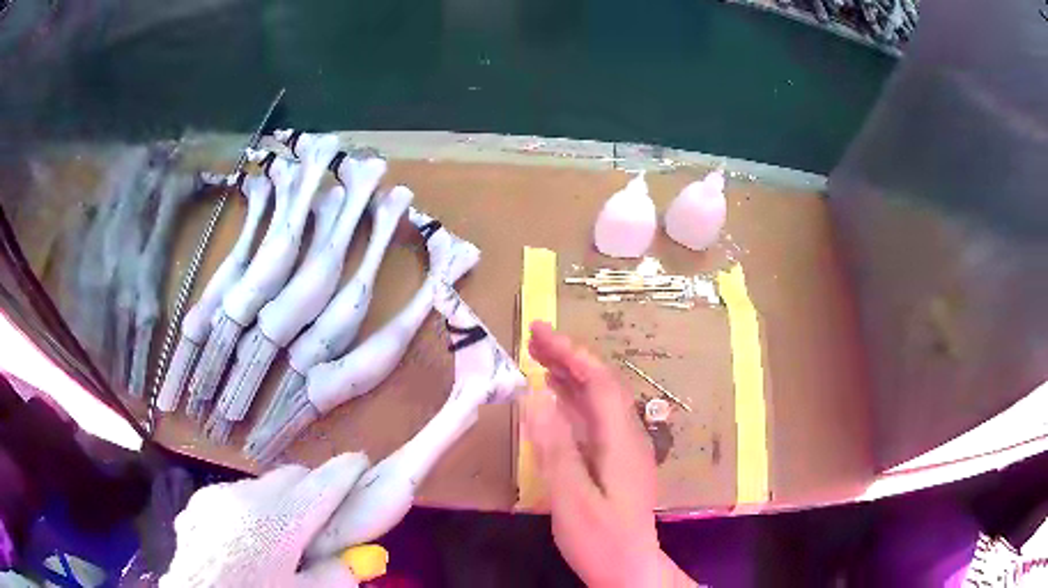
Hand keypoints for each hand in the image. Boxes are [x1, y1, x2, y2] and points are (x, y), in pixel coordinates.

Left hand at [161, 453, 368, 587]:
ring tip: (281, 537)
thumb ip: (335, 576)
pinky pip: (236, 497)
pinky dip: (251, 510)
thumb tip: (354, 560)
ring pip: (263, 485)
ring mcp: (217, 496)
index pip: (323, 483)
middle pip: (292, 475)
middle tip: (325, 517)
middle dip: (314, 489)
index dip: (349, 471)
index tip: (363, 465)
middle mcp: (245, 496)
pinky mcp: (199, 503)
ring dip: (281, 501)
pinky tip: (246, 541)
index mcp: (276, 522)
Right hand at [521, 322, 694, 586]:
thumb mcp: (573, 498)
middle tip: (533, 338)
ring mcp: (624, 450)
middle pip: (601, 385)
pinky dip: (573, 404)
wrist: (630, 569)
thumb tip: (536, 397)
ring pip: (598, 402)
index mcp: (621, 440)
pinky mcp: (616, 463)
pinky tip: (557, 403)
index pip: (598, 381)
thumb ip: (556, 448)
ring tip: (540, 360)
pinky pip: (594, 421)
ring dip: (571, 377)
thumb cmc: (601, 539)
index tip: (539, 331)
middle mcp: (627, 437)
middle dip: (569, 357)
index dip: (570, 353)